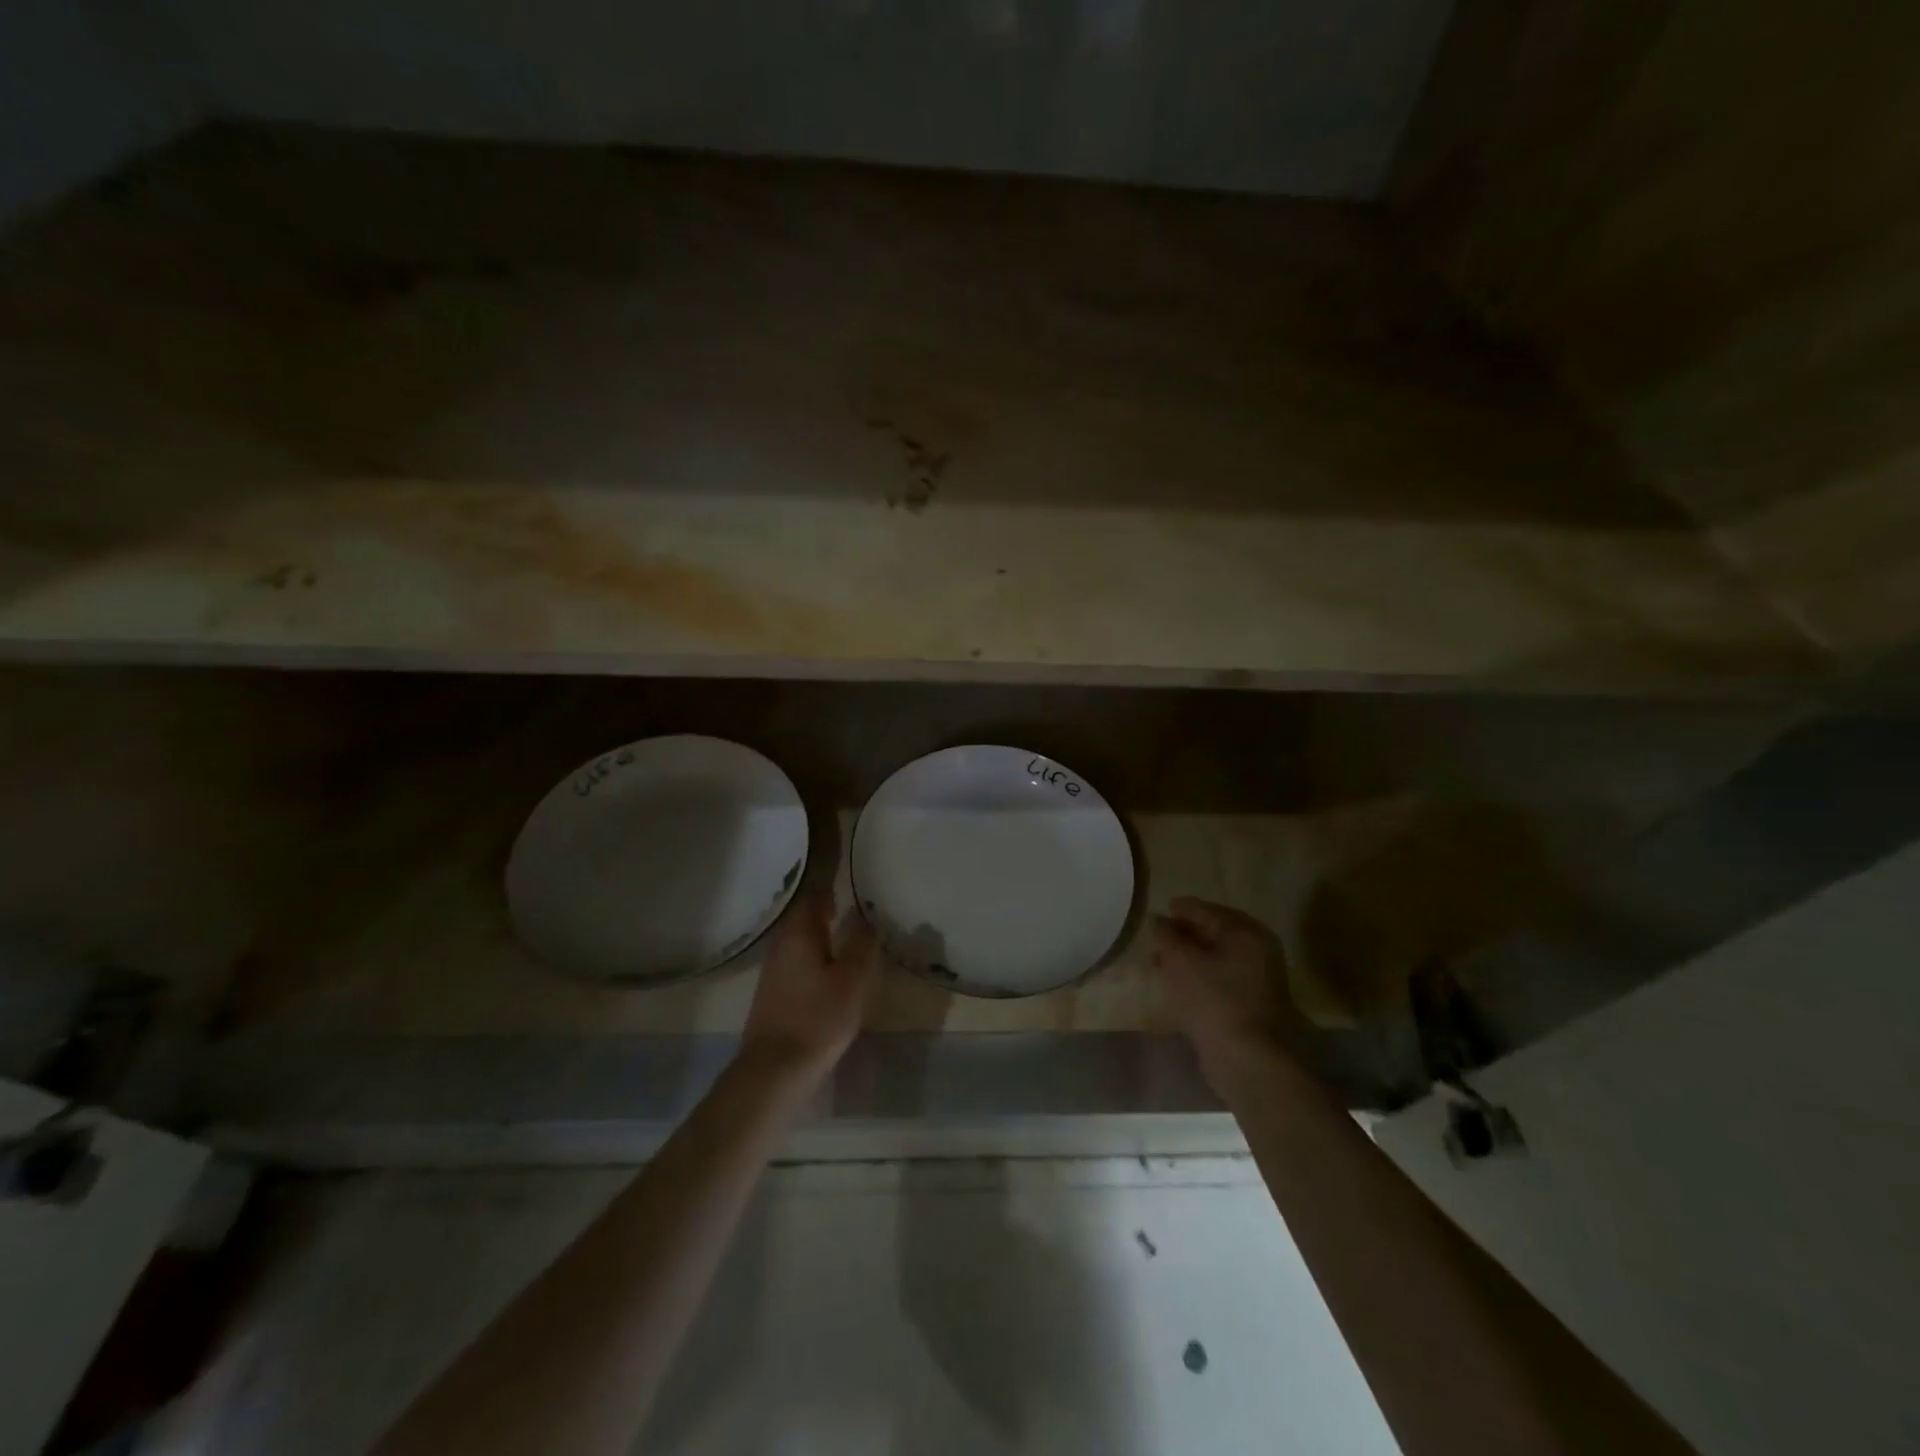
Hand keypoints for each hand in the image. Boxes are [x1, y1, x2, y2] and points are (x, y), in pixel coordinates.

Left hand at [740, 891, 879, 1083]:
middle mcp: (781, 944)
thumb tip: (868, 919)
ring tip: (849, 938)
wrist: (774, 1069)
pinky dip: (815, 957)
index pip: (815, 898)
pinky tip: (831, 971)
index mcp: (799, 933)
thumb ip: (862, 946)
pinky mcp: (773, 993)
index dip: (834, 889)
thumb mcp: (852, 981)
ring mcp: (773, 970)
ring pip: (800, 941)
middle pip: (805, 918)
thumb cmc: (817, 1019)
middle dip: (828, 912)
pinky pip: (797, 961)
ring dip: (822, 936)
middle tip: (856, 911)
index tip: (855, 886)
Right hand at [1151, 897, 1311, 1081]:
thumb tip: (1157, 921)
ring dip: (1189, 956)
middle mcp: (1258, 949)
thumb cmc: (1213, 999)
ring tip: (1161, 962)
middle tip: (1157, 939)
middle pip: (1213, 932)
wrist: (1246, 1057)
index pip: (1205, 910)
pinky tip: (1178, 983)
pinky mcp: (1253, 1001)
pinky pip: (1221, 977)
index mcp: (1245, 932)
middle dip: (1183, 934)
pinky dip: (1200, 975)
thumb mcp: (1180, 960)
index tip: (1157, 913)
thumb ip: (1165, 935)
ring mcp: (1259, 977)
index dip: (1179, 910)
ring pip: (1216, 956)